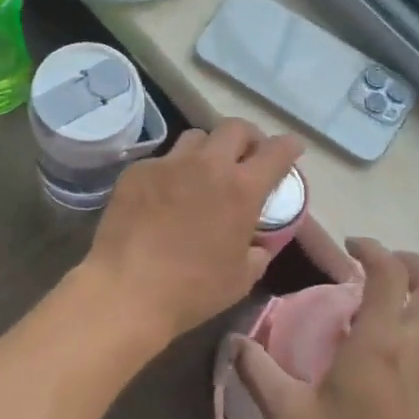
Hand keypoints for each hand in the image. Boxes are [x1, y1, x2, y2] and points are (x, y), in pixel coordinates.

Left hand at [81, 120, 303, 344]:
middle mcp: (207, 165)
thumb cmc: (192, 290)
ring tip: (204, 171)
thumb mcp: (241, 278)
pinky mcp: (136, 171)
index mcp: (241, 189)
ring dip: (208, 150)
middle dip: (248, 137)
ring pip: (195, 137)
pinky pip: (161, 160)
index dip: (288, 146)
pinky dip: (171, 172)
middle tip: (247, 156)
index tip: (292, 148)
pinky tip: (164, 196)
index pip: (276, 152)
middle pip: (235, 128)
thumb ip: (257, 251)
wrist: (127, 289)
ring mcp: (168, 164)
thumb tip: (258, 242)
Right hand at [234, 239, 418, 418]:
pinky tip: (418, 350)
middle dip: (412, 264)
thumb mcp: (288, 416)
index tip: (352, 247)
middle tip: (381, 266)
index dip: (373, 249)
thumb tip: (235, 341)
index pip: (390, 273)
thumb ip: (258, 371)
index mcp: (380, 342)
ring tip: (400, 299)